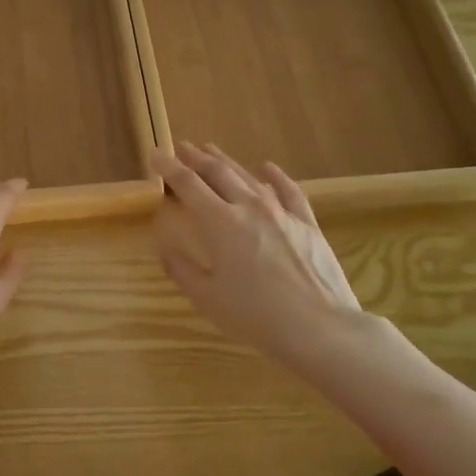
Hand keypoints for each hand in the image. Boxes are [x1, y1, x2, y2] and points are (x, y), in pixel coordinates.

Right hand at [152, 143, 366, 380]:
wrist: (320, 328)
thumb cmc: (256, 316)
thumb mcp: (207, 298)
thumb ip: (182, 269)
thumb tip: (163, 247)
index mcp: (220, 223)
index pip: (188, 184)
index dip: (168, 167)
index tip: (155, 154)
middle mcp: (248, 207)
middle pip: (218, 172)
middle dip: (196, 158)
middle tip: (182, 148)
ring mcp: (281, 212)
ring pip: (248, 176)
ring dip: (227, 161)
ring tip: (211, 150)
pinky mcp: (306, 223)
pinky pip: (289, 190)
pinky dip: (274, 175)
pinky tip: (266, 167)